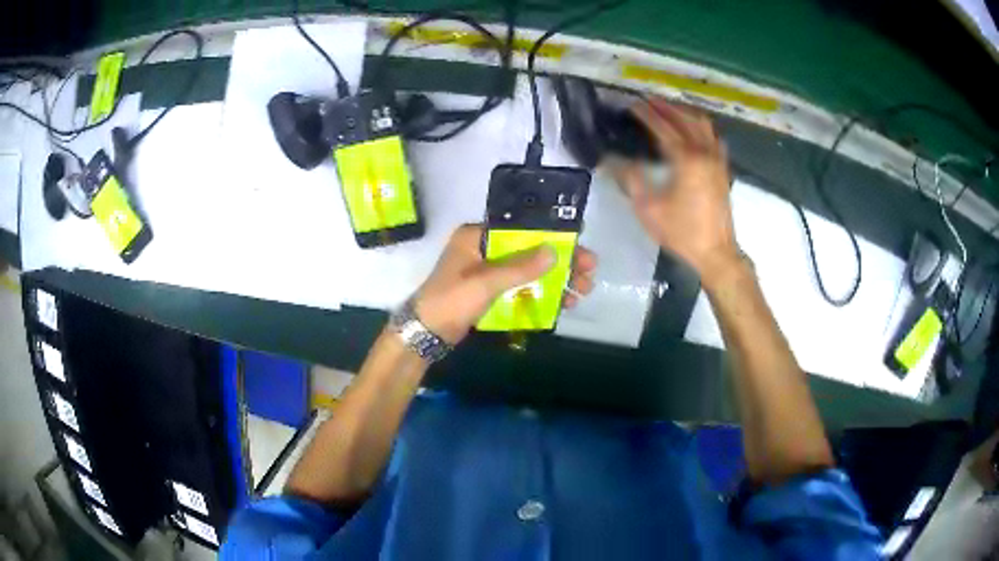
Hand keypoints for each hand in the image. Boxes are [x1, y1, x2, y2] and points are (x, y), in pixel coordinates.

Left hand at [413, 225, 597, 343]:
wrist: (424, 334)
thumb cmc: (450, 301)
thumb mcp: (484, 283)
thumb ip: (519, 267)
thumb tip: (554, 251)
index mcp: (477, 235)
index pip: (523, 228)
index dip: (553, 236)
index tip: (580, 245)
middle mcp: (484, 248)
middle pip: (530, 249)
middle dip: (561, 262)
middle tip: (589, 274)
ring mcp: (488, 270)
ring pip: (529, 269)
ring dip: (555, 279)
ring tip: (582, 292)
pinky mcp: (490, 290)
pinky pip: (521, 286)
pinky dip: (540, 292)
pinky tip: (562, 303)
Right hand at [615, 98, 740, 286]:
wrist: (716, 252)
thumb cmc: (681, 232)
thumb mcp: (648, 208)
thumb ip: (631, 179)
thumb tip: (612, 160)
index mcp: (686, 159)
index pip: (662, 127)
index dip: (645, 114)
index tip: (631, 104)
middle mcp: (704, 152)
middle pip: (685, 119)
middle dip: (665, 107)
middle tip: (648, 101)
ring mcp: (717, 160)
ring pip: (703, 125)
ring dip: (685, 113)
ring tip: (669, 110)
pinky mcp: (724, 169)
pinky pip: (714, 138)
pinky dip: (701, 128)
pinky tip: (694, 131)